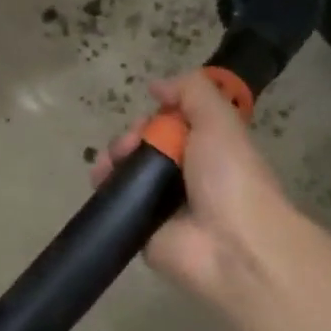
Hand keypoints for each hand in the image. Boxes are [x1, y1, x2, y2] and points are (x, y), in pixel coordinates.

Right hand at [91, 71, 291, 303]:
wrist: (230, 243)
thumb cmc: (229, 176)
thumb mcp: (219, 120)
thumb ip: (192, 92)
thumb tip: (156, 87)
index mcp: (207, 148)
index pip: (171, 124)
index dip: (155, 116)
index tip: (149, 117)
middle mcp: (184, 174)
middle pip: (144, 145)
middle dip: (129, 137)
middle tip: (129, 145)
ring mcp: (162, 204)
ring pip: (126, 172)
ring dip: (112, 159)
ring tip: (109, 164)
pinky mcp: (142, 229)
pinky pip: (117, 203)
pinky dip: (105, 189)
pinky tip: (100, 181)